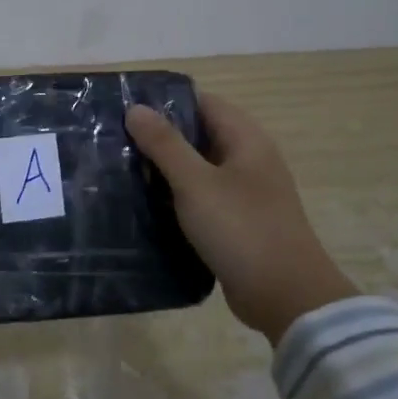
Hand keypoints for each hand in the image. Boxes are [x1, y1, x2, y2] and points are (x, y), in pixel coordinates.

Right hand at [125, 91, 357, 343]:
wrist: (285, 297)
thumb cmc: (241, 229)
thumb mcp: (196, 183)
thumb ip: (165, 144)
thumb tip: (136, 108)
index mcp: (246, 139)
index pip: (202, 102)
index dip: (165, 101)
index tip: (124, 107)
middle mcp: (248, 159)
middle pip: (198, 134)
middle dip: (159, 136)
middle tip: (112, 139)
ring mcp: (244, 192)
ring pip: (197, 168)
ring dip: (164, 168)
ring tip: (119, 168)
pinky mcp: (236, 221)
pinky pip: (200, 197)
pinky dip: (176, 196)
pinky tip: (144, 203)